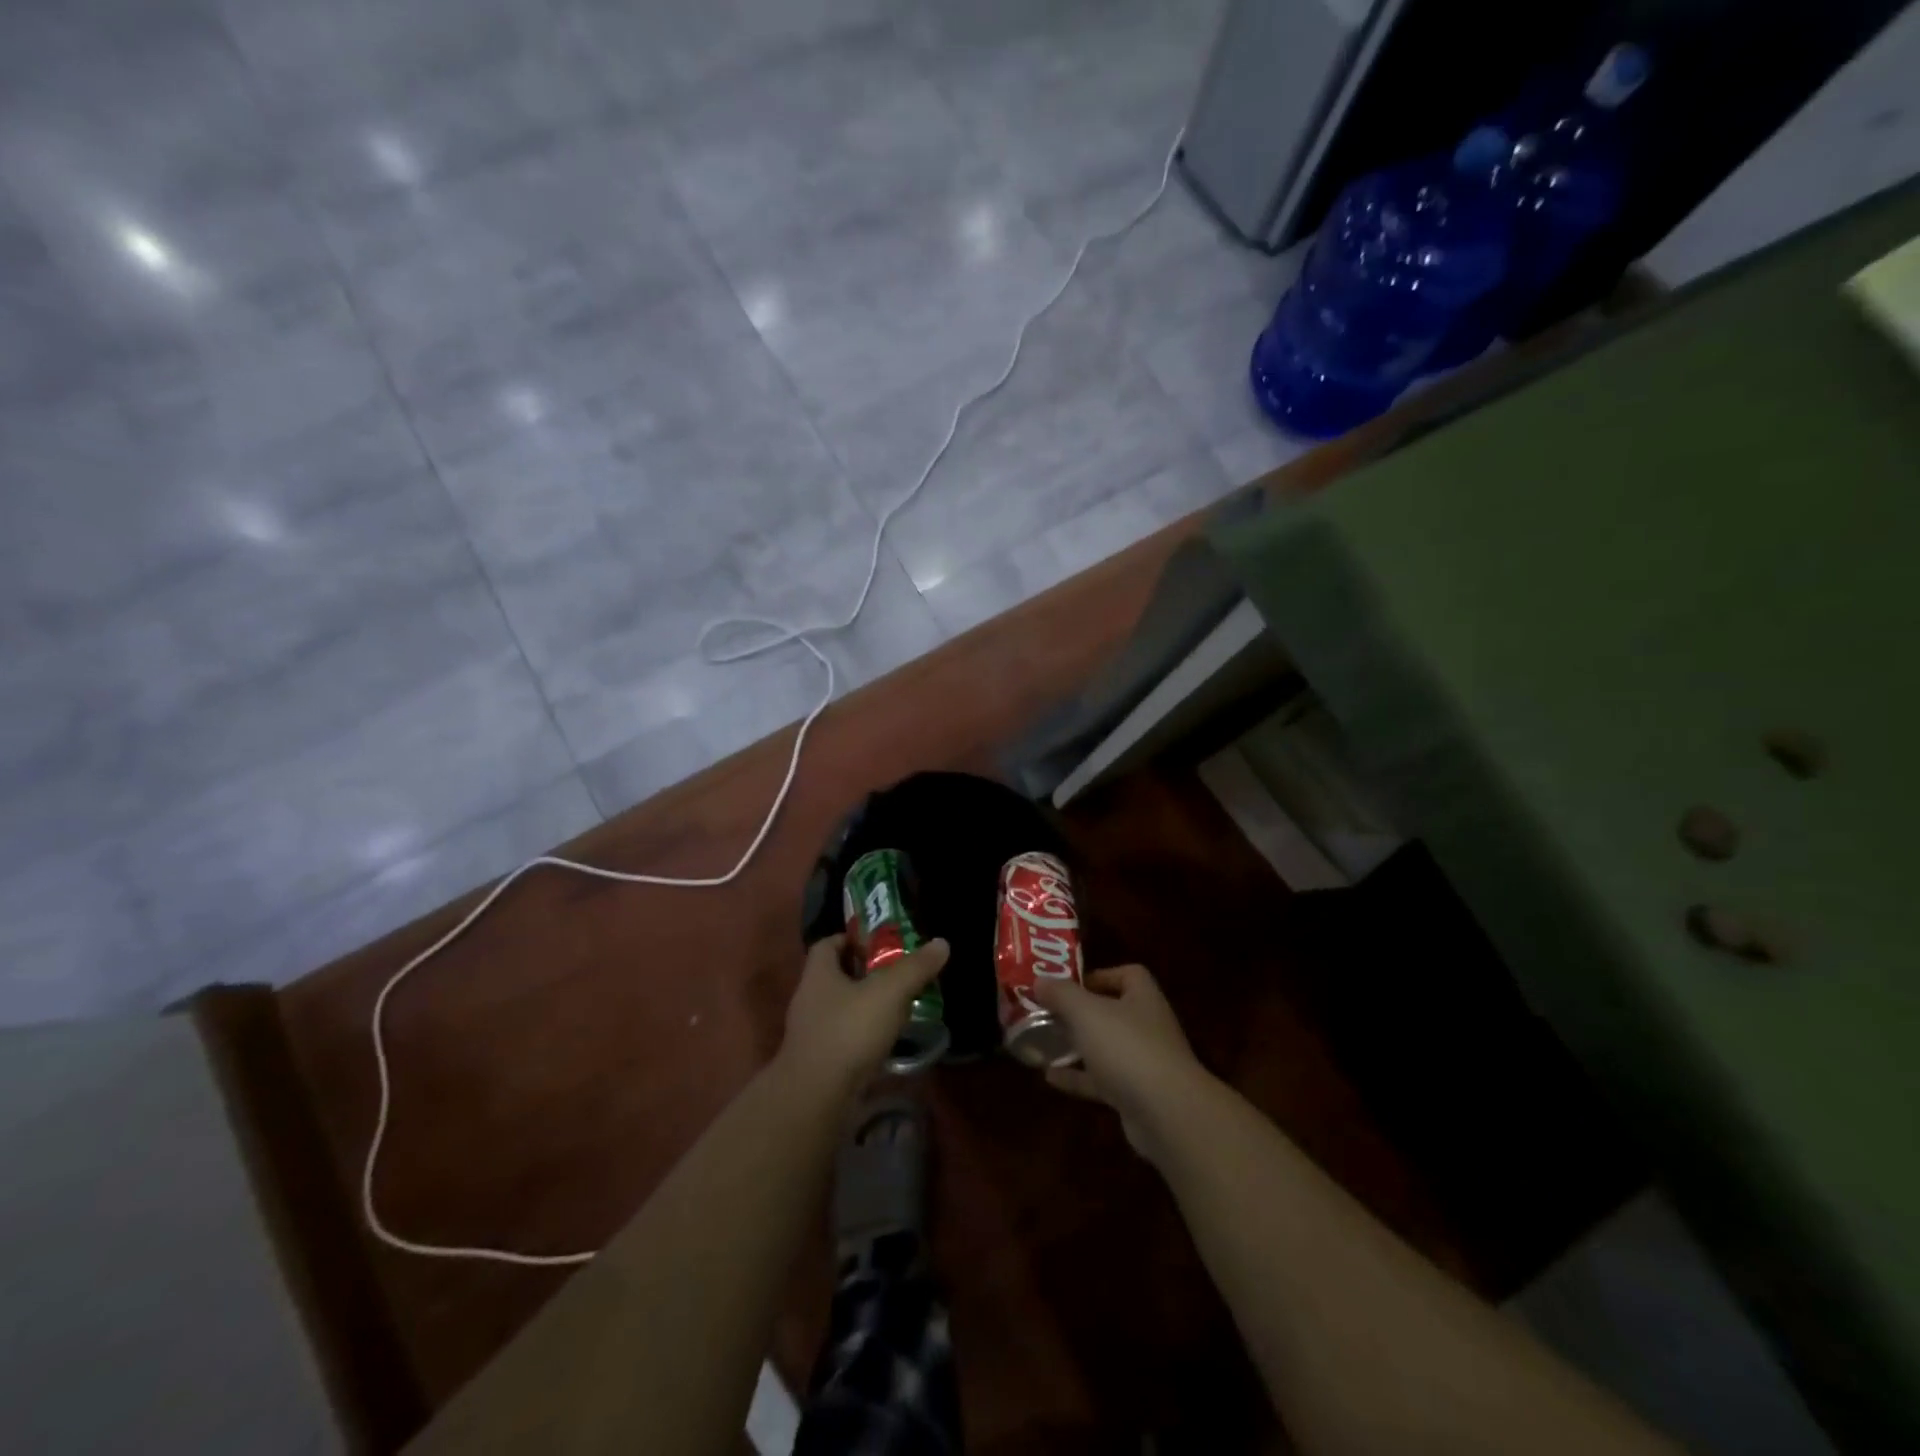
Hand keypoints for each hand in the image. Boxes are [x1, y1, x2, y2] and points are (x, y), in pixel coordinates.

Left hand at [778, 934, 949, 1098]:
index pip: (828, 944)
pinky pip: (842, 1038)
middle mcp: (808, 999)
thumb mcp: (889, 993)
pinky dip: (862, 1036)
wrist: (815, 1098)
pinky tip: (885, 1042)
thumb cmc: (849, 1031)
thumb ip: (915, 967)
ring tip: (898, 1008)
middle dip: (865, 974)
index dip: (852, 939)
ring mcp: (810, 1033)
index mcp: (818, 974)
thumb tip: (941, 943)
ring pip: (840, 1009)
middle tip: (898, 974)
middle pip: (836, 976)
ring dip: (865, 1007)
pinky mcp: (818, 1062)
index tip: (880, 944)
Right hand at [1033, 964, 1212, 1161]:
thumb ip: (1061, 994)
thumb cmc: (1127, 1048)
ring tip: (1043, 1041)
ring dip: (1077, 1045)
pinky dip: (1077, 1077)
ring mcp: (1143, 1063)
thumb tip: (1040, 980)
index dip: (1099, 975)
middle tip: (1047, 1011)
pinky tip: (1049, 1077)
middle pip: (1112, 1011)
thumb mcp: (1087, 1012)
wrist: (1167, 1114)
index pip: (1127, 974)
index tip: (1068, 984)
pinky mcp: (1135, 1095)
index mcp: (1142, 998)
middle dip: (1080, 1011)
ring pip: (1105, 1047)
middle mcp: (1146, 1026)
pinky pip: (1101, 1081)